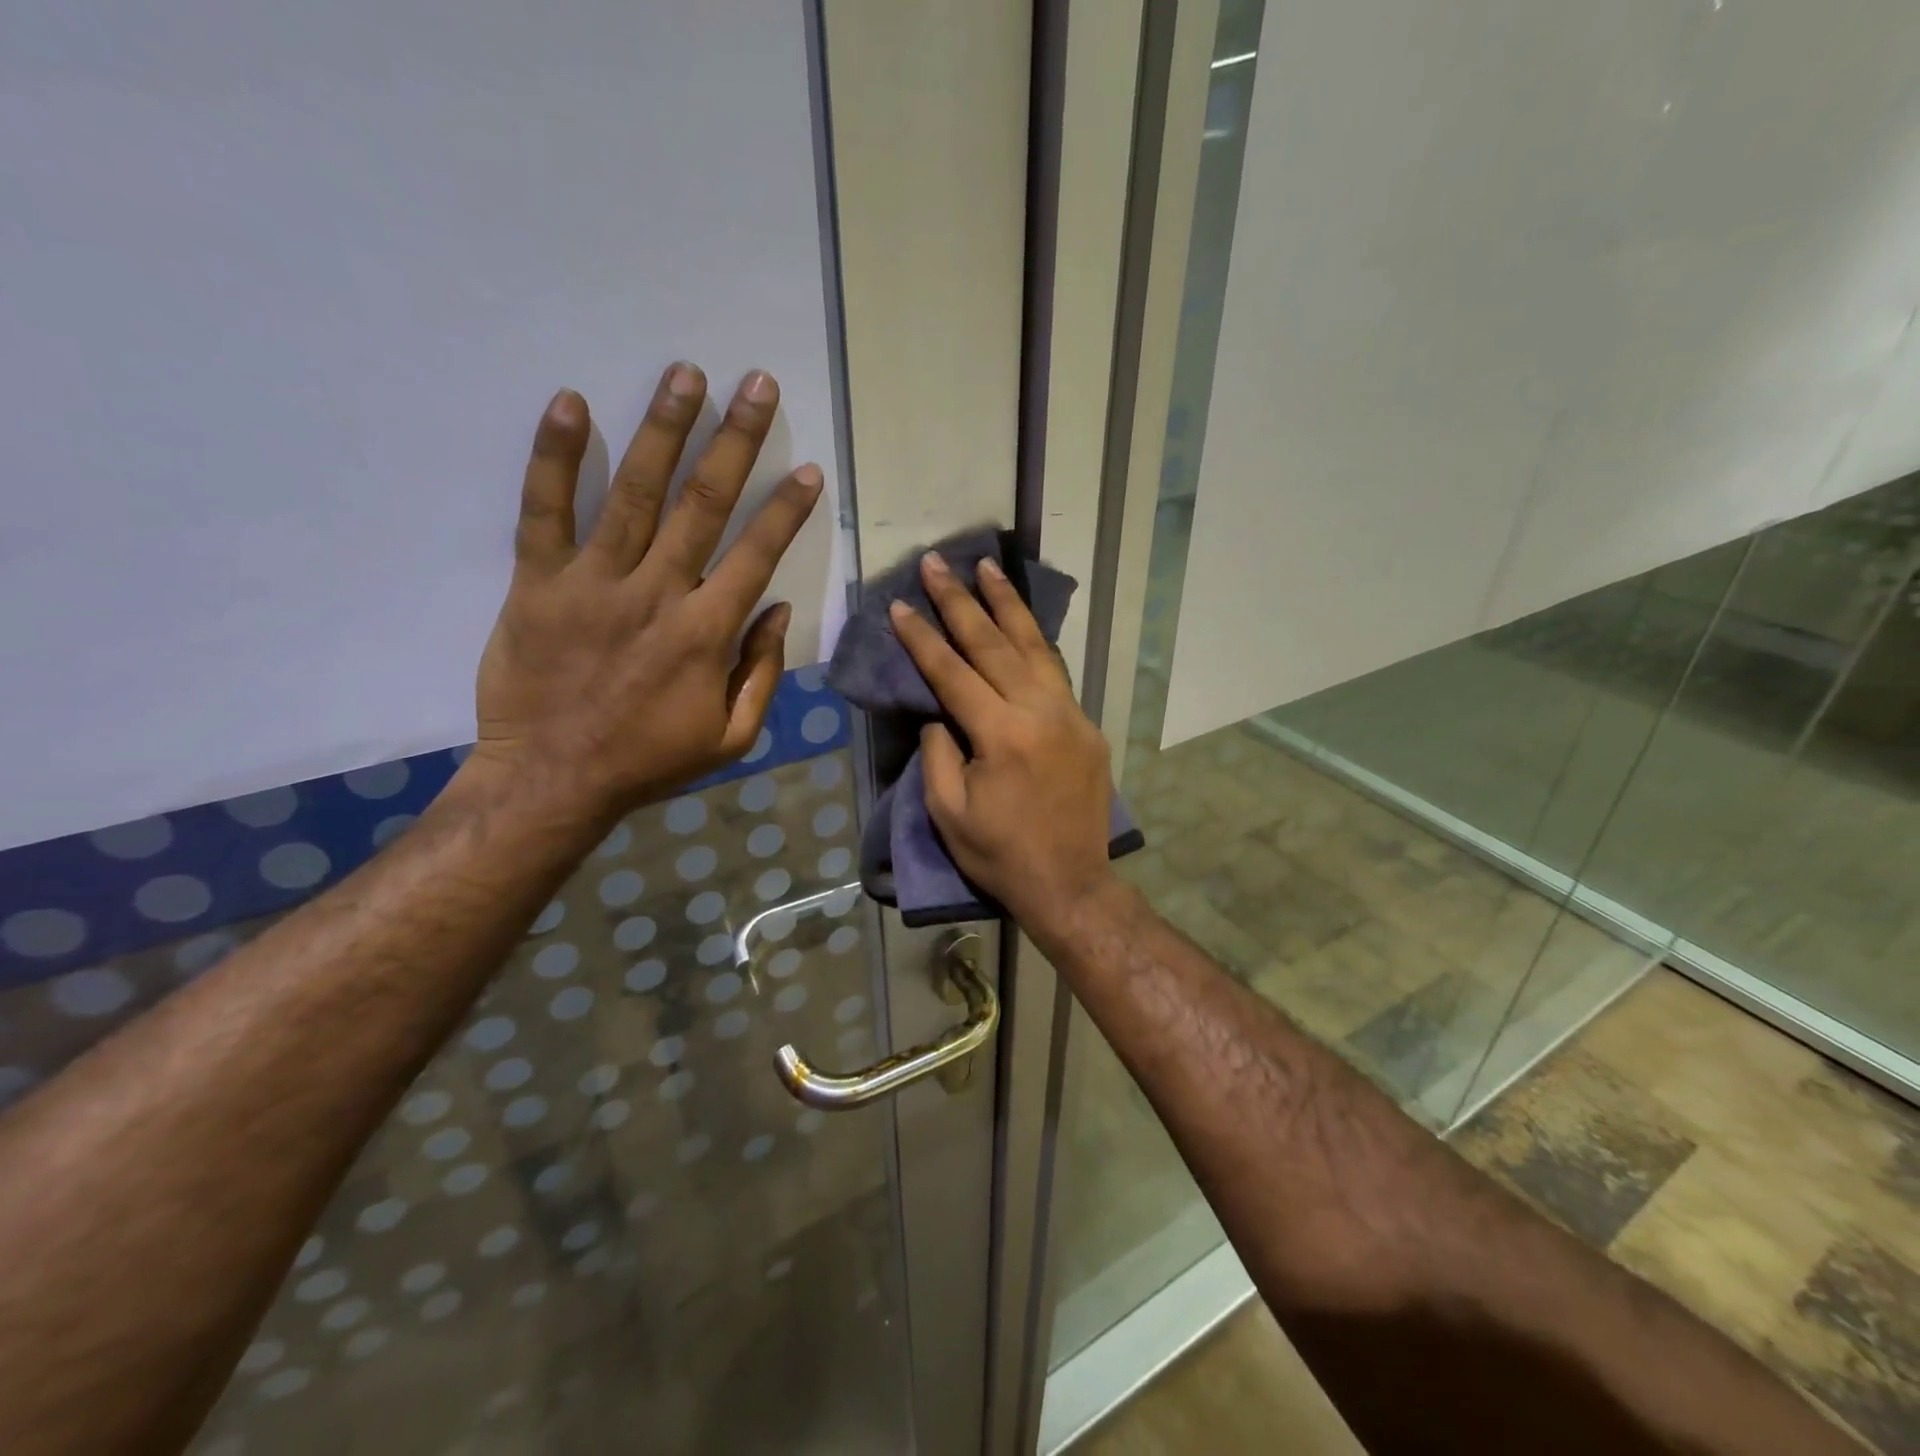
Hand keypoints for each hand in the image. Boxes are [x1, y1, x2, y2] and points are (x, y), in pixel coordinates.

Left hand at [468, 362, 821, 817]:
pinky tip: (572, 403)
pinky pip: (544, 510)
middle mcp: (657, 593)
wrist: (551, 779)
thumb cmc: (649, 760)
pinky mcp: (537, 582)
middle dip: (737, 441)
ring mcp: (593, 582)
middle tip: (758, 385)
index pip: (757, 554)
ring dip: (665, 428)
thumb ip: (761, 672)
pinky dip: (556, 456)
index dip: (786, 509)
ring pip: (635, 493)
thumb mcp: (731, 736)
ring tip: (687, 374)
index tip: (807, 469)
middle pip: (703, 504)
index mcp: (706, 633)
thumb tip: (777, 609)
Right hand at [889, 552, 1116, 934]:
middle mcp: (1039, 712)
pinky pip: (1056, 672)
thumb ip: (938, 754)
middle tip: (938, 562)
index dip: (923, 637)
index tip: (901, 604)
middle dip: (961, 600)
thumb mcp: (949, 813)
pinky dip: (1035, 641)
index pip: (953, 672)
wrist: (1070, 883)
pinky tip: (1021, 622)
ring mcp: (1069, 715)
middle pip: (994, 644)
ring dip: (1008, 604)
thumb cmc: (1000, 855)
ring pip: (1035, 646)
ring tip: (988, 567)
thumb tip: (939, 714)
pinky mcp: (1085, 726)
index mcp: (1001, 734)